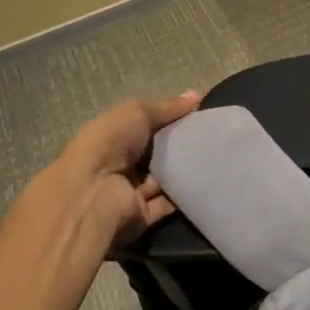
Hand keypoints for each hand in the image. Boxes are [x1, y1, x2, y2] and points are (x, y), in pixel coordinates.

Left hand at [49, 90, 200, 244]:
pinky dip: (185, 196)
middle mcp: (122, 163)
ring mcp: (131, 191)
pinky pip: (168, 204)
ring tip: (218, 156)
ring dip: (185, 170)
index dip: (172, 118)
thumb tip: (197, 94)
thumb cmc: (110, 143)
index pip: (148, 124)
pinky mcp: (141, 215)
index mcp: (115, 135)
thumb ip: (167, 107)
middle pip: (158, 152)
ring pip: (165, 178)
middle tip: (215, 135)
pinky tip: (208, 182)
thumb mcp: (137, 112)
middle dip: (182, 144)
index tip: (200, 112)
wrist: (91, 194)